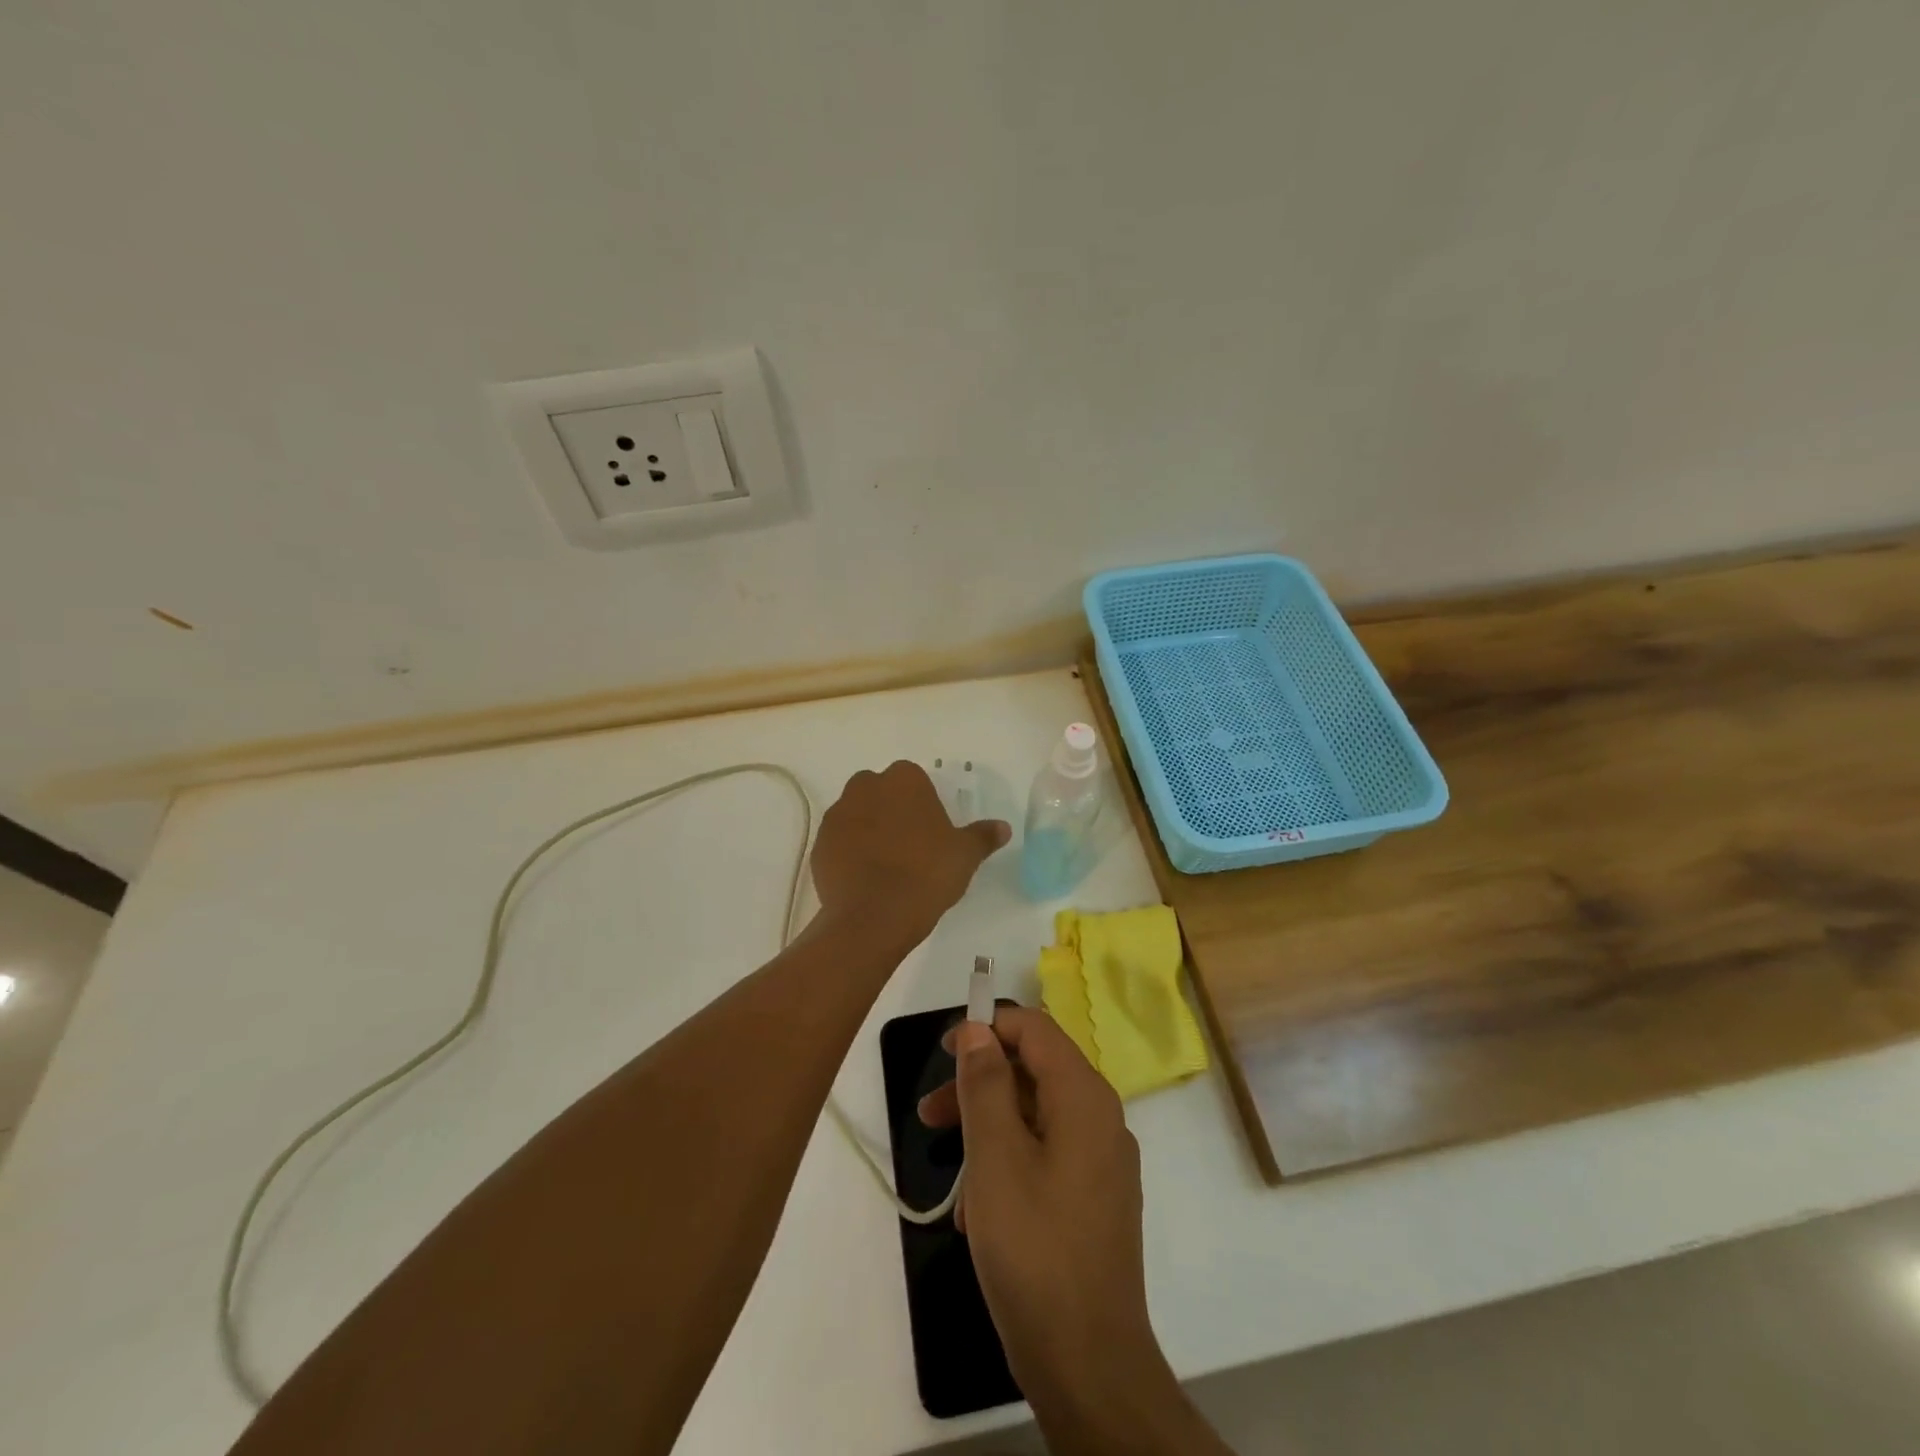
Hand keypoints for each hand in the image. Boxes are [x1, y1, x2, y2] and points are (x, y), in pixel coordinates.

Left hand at [810, 761, 1008, 944]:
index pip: (913, 780)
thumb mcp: (965, 855)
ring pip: (857, 815)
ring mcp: (837, 815)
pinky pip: (839, 842)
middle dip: (891, 811)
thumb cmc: (926, 874)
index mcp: (903, 780)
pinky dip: (849, 854)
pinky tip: (865, 879)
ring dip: (868, 830)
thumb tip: (1003, 827)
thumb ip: (983, 836)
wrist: (873, 915)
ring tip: (886, 866)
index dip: (922, 804)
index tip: (931, 830)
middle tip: (910, 845)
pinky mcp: (819, 844)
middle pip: (880, 792)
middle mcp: (865, 787)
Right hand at [921, 1009, 1204, 1451]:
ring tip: (947, 1166)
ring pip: (1036, 1115)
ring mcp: (1101, 1161)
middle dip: (978, 1082)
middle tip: (929, 1113)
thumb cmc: (1034, 1248)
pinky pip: (1046, 1154)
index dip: (988, 1027)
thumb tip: (978, 1031)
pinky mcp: (1094, 1198)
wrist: (1089, 1363)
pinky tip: (978, 1207)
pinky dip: (1007, 1160)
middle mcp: (1100, 1118)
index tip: (943, 1052)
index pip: (1035, 1029)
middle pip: (1033, 1071)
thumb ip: (985, 1084)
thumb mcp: (995, 1157)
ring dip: (987, 1125)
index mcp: (1084, 1097)